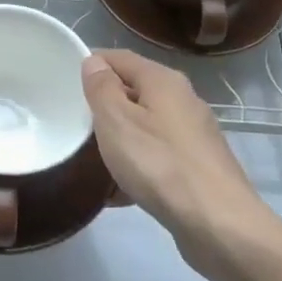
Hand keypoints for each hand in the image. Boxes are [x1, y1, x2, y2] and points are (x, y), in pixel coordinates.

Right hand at [81, 49, 281, 280]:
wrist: (218, 223)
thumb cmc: (160, 164)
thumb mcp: (117, 122)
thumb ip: (102, 89)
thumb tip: (94, 62)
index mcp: (164, 81)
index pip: (120, 58)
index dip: (92, 63)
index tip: (64, 81)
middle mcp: (183, 101)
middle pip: (135, 91)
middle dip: (104, 105)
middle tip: (73, 122)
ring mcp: (194, 135)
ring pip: (145, 126)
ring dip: (119, 139)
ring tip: (89, 159)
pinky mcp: (198, 167)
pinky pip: (157, 157)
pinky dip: (136, 166)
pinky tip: (117, 192)